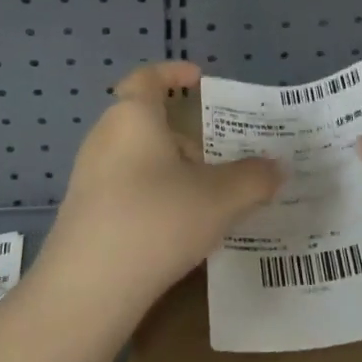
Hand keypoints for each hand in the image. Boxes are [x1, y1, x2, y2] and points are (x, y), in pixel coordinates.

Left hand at [37, 62, 281, 327]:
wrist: (88, 288)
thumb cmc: (157, 220)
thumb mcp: (220, 198)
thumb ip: (254, 178)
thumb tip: (278, 168)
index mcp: (133, 116)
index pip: (148, 77)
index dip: (173, 72)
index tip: (198, 78)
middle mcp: (105, 137)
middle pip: (145, 121)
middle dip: (183, 134)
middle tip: (217, 153)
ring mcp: (88, 176)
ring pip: (137, 157)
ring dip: (170, 168)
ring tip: (205, 197)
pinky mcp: (83, 211)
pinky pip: (124, 188)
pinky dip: (152, 195)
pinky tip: (176, 229)